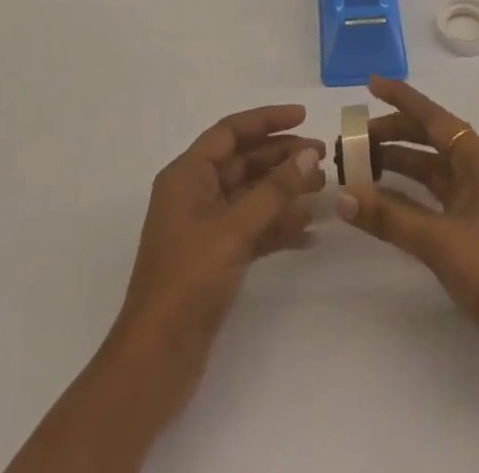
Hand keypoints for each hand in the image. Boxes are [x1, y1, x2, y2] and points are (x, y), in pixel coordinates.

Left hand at [120, 103, 326, 360]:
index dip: (266, 120)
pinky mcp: (216, 258)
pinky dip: (277, 226)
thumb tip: (309, 155)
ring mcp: (205, 227)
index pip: (230, 132)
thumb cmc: (187, 281)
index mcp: (187, 176)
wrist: (156, 360)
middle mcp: (194, 194)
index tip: (303, 117)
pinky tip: (309, 231)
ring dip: (285, 191)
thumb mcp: (234, 230)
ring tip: (323, 190)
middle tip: (323, 158)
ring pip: (251, 195)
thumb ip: (274, 191)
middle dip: (282, 158)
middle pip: (244, 161)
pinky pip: (252, 228)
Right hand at [335, 77, 478, 397]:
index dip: (401, 98)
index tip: (370, 84)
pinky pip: (431, 200)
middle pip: (429, 141)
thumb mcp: (441, 242)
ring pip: (429, 171)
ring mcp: (476, 203)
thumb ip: (391, 218)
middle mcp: (478, 172)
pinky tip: (382, 202)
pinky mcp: (472, 232)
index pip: (433, 117)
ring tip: (358, 168)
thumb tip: (343, 195)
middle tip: (351, 141)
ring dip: (396, 166)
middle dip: (392, 135)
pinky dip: (406, 196)